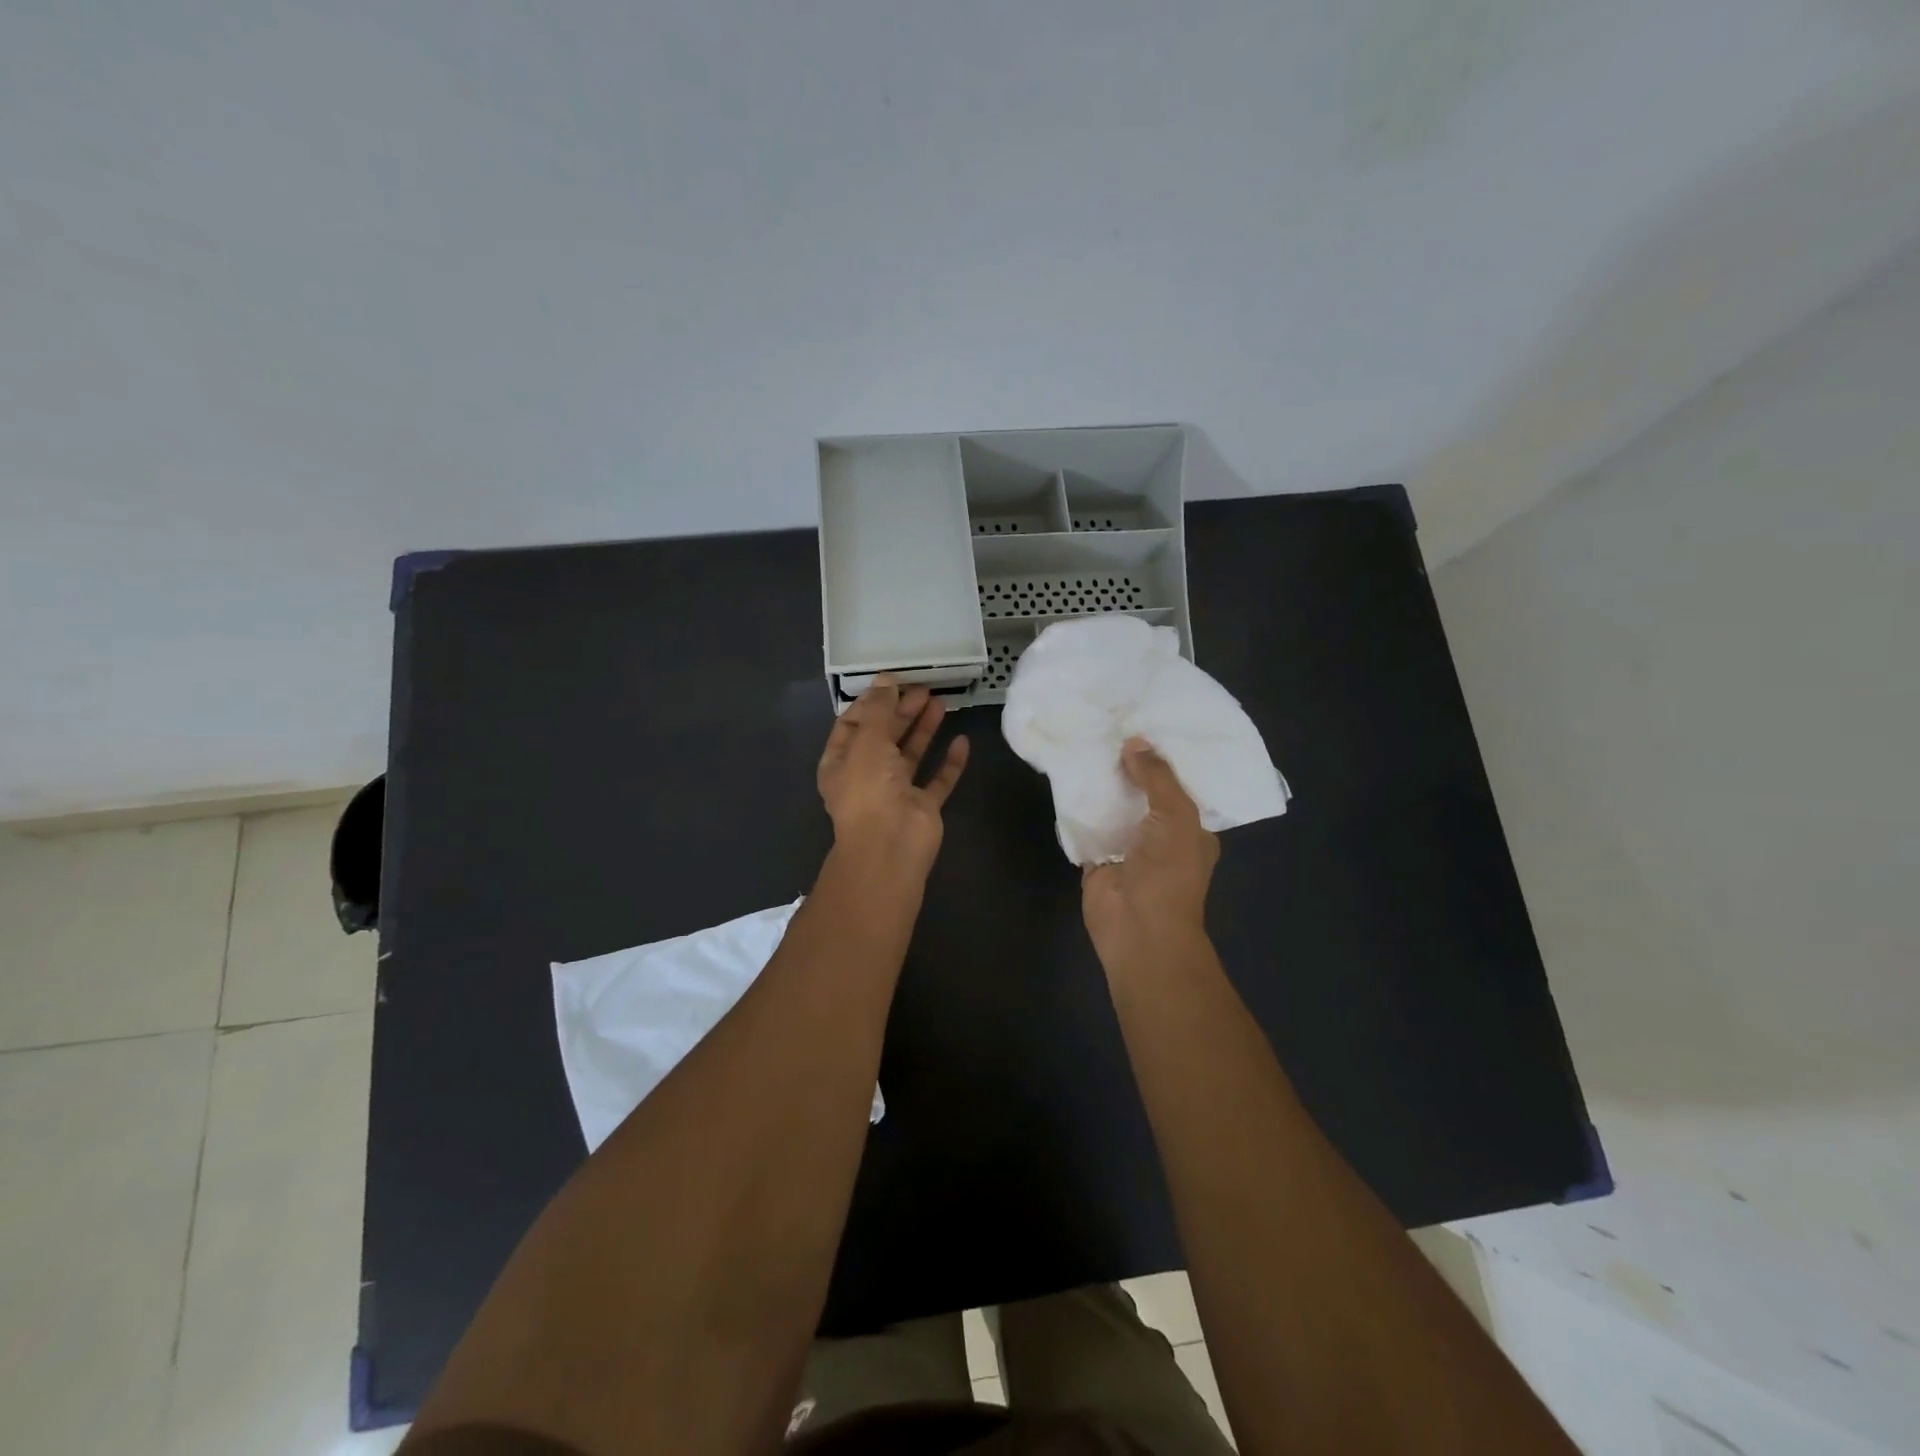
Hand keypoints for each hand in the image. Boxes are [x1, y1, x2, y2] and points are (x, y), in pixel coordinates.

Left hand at [817, 676, 969, 874]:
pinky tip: (962, 740)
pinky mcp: (923, 806)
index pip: (853, 725)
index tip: (893, 682)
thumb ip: (879, 709)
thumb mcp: (868, 740)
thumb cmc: (869, 789)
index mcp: (841, 762)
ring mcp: (896, 792)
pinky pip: (938, 780)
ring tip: (941, 703)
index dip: (871, 703)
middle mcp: (867, 776)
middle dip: (901, 712)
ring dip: (924, 729)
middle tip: (924, 689)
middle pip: (884, 737)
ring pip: (911, 755)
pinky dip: (949, 762)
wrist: (890, 846)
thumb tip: (886, 679)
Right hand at [1082, 738, 1218, 972]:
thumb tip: (1134, 742)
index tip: (1148, 723)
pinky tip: (1067, 776)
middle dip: (1130, 766)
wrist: (1137, 928)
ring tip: (1086, 741)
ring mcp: (1126, 846)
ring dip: (1102, 784)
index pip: (1180, 785)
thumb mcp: (1177, 816)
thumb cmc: (1169, 873)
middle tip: (1111, 725)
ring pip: (1113, 806)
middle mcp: (1160, 834)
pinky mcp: (1097, 857)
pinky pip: (1086, 825)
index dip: (1165, 757)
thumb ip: (1158, 778)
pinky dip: (1078, 807)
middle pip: (1143, 792)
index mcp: (1191, 827)